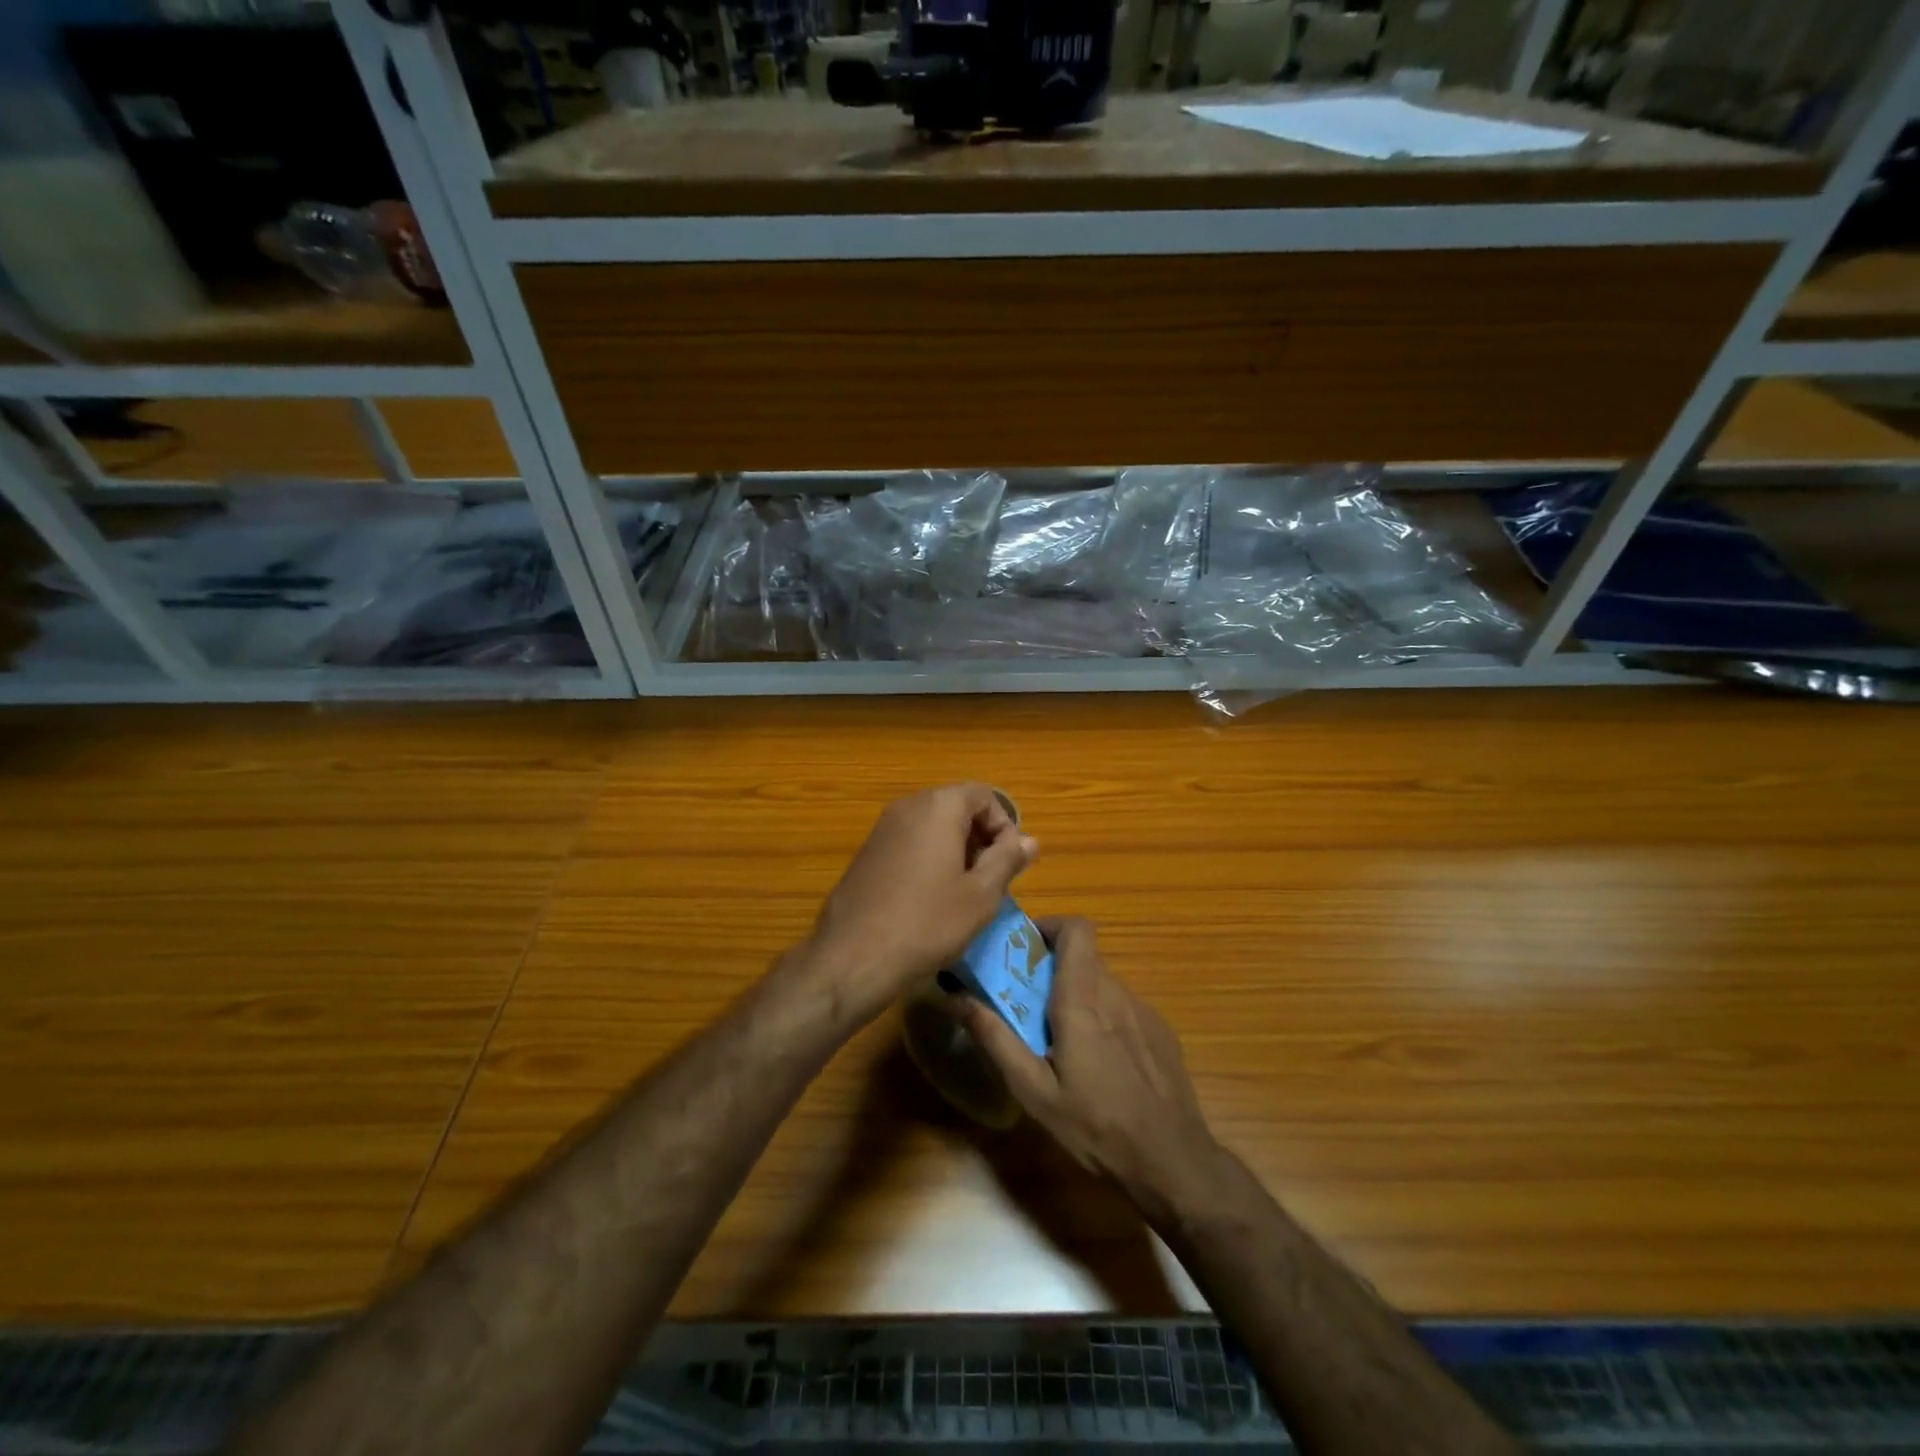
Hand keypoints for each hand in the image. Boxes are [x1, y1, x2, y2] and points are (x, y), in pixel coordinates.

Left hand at [806, 783, 1037, 1018]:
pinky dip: (928, 858)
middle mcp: (907, 806)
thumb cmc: (928, 923)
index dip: (1004, 825)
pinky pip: (909, 842)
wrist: (854, 956)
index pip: (983, 795)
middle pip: (956, 806)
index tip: (1009, 863)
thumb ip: (1007, 860)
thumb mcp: (980, 895)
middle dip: (980, 837)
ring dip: (955, 849)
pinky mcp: (867, 852)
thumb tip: (1029, 840)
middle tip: (989, 879)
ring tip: (963, 893)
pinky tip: (930, 899)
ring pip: (932, 826)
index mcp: (938, 807)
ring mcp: (882, 828)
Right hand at [950, 917, 1222, 1226]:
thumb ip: (996, 1039)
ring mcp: (1144, 1011)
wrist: (1173, 1162)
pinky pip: (1124, 1007)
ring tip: (1060, 1039)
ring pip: (1103, 983)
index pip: (1076, 929)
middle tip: (1028, 1003)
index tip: (1025, 949)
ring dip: (1078, 995)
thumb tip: (958, 998)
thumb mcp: (1034, 1092)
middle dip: (1053, 968)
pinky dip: (1104, 1017)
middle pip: (1084, 957)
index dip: (1051, 926)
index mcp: (1083, 1000)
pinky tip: (1100, 1063)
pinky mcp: (1162, 1032)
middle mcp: (1116, 993)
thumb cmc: (1096, 1127)